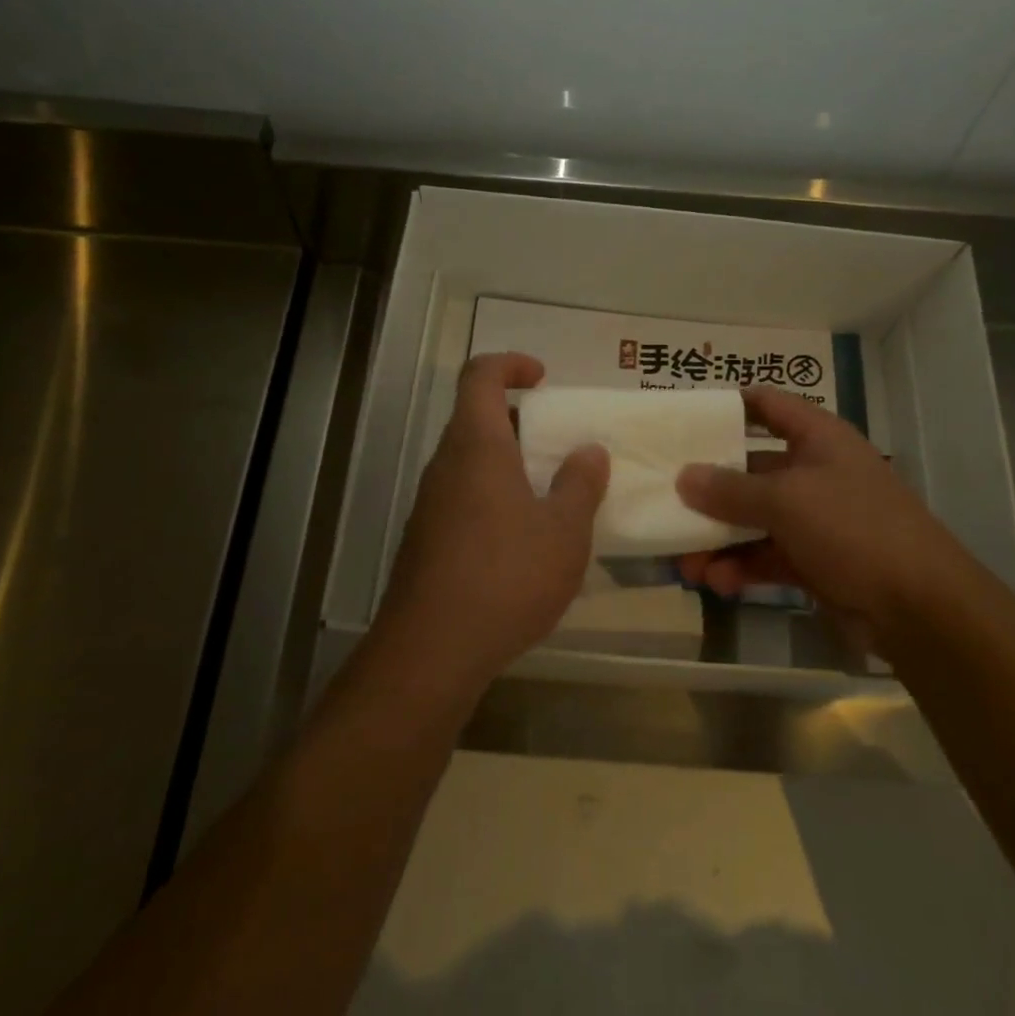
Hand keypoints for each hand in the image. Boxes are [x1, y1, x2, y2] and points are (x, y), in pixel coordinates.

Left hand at [375, 353, 609, 694]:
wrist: (432, 651)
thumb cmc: (507, 576)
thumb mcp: (564, 530)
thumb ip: (580, 484)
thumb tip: (589, 451)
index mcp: (477, 446)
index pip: (480, 376)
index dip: (510, 364)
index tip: (543, 379)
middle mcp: (445, 466)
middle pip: (475, 419)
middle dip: (519, 420)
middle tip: (559, 443)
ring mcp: (430, 504)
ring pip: (469, 462)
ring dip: (508, 463)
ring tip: (551, 494)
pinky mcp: (426, 541)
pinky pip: (463, 498)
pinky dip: (494, 498)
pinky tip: (523, 541)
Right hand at [676, 387, 1012, 657]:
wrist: (919, 606)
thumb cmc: (854, 528)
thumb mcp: (787, 500)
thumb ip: (730, 489)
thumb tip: (682, 476)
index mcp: (818, 438)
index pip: (768, 405)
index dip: (729, 407)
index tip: (685, 419)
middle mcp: (815, 472)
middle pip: (750, 469)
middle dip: (709, 490)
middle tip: (666, 503)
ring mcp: (816, 519)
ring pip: (753, 520)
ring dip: (719, 540)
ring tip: (686, 563)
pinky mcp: (814, 561)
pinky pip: (766, 556)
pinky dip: (741, 568)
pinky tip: (718, 583)